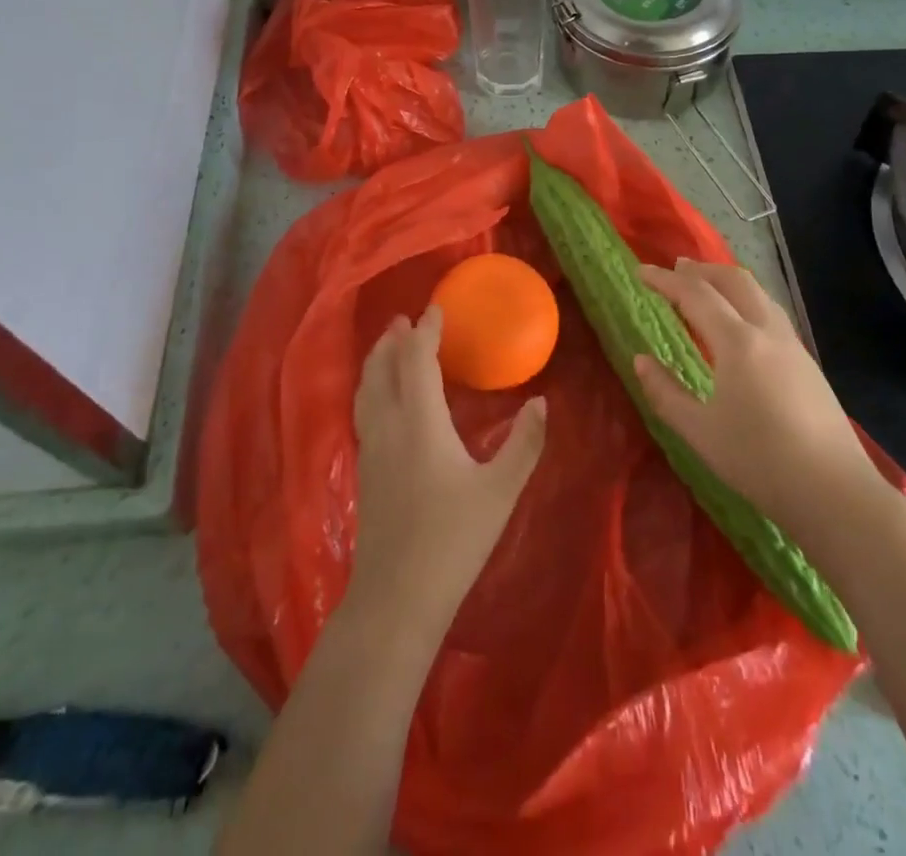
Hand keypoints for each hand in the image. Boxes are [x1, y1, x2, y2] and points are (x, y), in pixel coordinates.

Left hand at [349, 305, 547, 635]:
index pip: (417, 359)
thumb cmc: (453, 539)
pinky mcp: (364, 469)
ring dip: (377, 360)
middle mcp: (389, 425)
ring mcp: (371, 447)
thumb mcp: (501, 490)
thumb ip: (525, 443)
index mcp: (421, 421)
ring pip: (366, 388)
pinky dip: (370, 386)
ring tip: (387, 346)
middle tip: (405, 318)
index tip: (436, 309)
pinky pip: (363, 409)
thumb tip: (542, 401)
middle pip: (382, 368)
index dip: (425, 330)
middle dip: (393, 339)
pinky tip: (380, 397)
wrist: (397, 597)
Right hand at [633, 258, 874, 530]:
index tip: (641, 271)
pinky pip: (771, 312)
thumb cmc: (759, 461)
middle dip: (701, 270)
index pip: (695, 295)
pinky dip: (747, 300)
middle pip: (734, 280)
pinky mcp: (808, 363)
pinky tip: (740, 324)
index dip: (665, 280)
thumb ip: (665, 393)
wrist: (835, 492)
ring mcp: (793, 346)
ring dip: (727, 281)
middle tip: (675, 269)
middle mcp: (767, 332)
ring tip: (706, 287)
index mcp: (737, 343)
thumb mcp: (700, 432)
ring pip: (758, 293)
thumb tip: (641, 361)